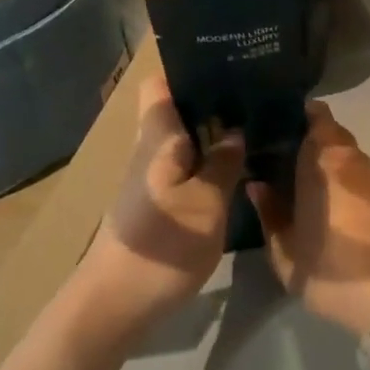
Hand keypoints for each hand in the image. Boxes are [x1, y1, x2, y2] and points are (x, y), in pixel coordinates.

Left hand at [76, 74, 245, 343]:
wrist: (113, 304)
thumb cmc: (163, 245)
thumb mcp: (206, 204)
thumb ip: (224, 163)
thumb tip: (237, 130)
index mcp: (158, 137)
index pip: (161, 83)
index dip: (188, 69)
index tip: (226, 65)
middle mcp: (150, 148)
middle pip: (177, 109)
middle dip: (213, 100)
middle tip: (256, 96)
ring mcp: (150, 176)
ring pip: (183, 138)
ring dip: (213, 133)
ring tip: (255, 127)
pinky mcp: (155, 202)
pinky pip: (184, 165)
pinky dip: (207, 161)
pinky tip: (236, 169)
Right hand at [247, 102, 369, 335]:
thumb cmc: (331, 269)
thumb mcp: (285, 250)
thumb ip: (268, 212)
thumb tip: (257, 185)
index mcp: (324, 160)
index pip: (316, 115)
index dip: (298, 113)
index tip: (276, 122)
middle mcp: (353, 159)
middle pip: (332, 133)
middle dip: (309, 138)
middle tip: (283, 154)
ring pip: (347, 154)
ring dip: (328, 160)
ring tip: (304, 178)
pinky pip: (360, 174)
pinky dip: (344, 178)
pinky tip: (330, 200)